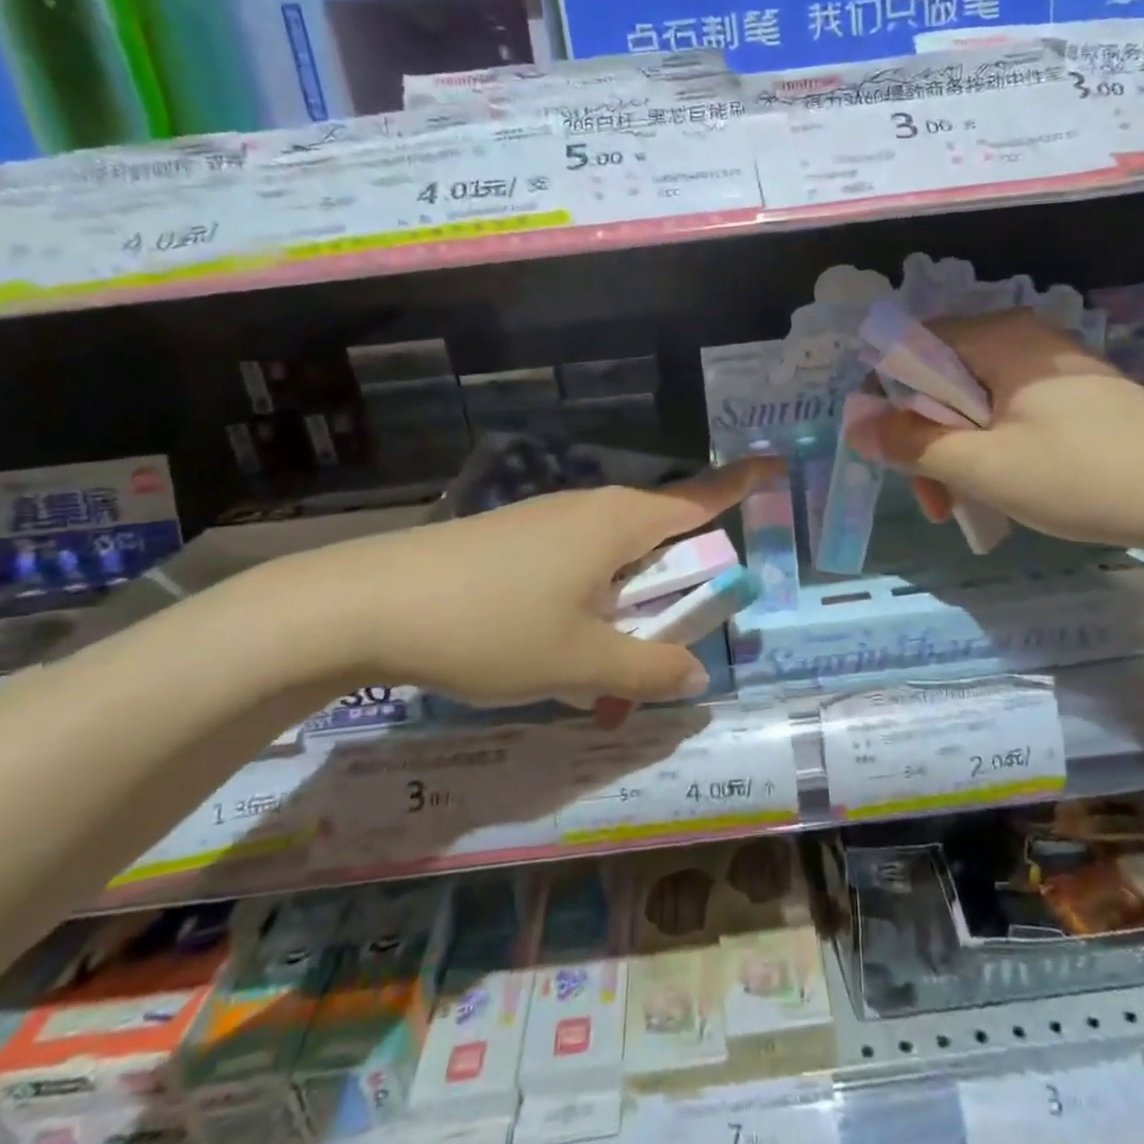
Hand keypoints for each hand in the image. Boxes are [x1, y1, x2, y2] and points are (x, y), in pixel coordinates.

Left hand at [278, 459, 778, 718]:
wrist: (366, 604)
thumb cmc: (490, 625)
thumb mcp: (579, 663)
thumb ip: (646, 672)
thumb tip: (694, 677)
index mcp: (619, 522)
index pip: (701, 496)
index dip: (743, 483)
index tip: (778, 466)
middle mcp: (589, 509)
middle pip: (659, 534)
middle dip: (681, 580)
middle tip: (682, 634)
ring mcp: (546, 521)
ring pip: (613, 557)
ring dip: (628, 603)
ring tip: (610, 665)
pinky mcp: (512, 540)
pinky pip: (575, 566)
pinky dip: (588, 604)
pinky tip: (558, 651)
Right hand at [848, 310, 1143, 557]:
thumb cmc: (1085, 476)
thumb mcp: (984, 466)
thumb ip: (911, 443)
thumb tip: (853, 424)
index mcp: (998, 337)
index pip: (908, 348)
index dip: (883, 399)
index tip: (886, 455)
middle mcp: (1022, 339)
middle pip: (938, 380)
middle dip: (922, 440)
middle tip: (934, 502)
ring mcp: (1051, 369)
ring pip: (971, 404)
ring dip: (954, 454)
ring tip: (965, 508)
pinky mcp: (1073, 399)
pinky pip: (1006, 415)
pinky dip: (989, 451)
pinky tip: (1002, 491)